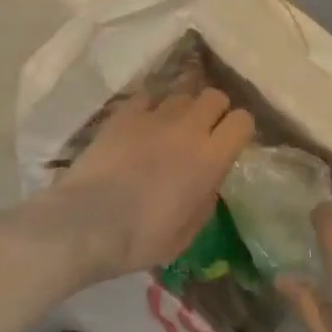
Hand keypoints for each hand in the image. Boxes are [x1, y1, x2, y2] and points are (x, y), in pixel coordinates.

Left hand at [51, 89, 255, 280]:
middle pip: (215, 96)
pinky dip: (150, 107)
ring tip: (169, 128)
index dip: (239, 130)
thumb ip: (206, 199)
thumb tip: (207, 181)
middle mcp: (188, 128)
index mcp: (211, 158)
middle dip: (214, 111)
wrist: (88, 223)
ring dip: (182, 109)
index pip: (243, 120)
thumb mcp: (188, 232)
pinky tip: (141, 125)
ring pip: (181, 93)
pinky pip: (147, 96)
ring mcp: (154, 116)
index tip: (229, 144)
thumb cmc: (142, 238)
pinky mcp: (123, 114)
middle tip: (202, 133)